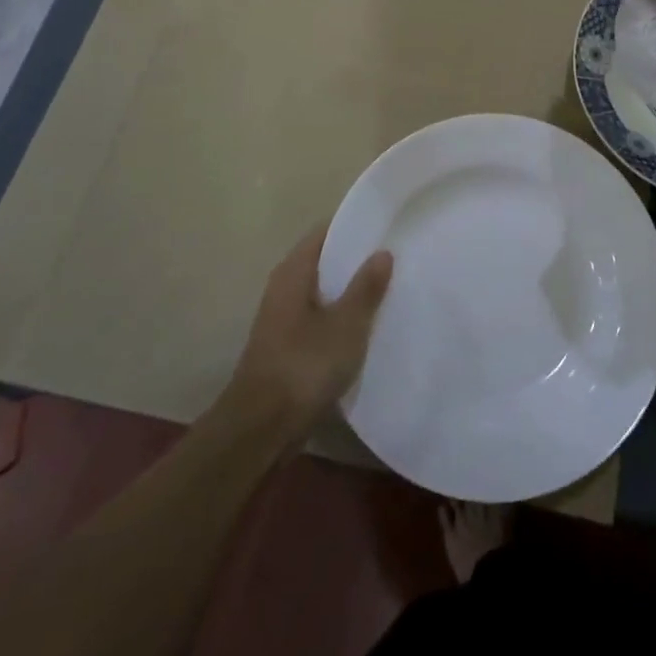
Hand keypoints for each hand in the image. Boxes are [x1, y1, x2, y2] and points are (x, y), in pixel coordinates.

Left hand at [229, 222, 392, 432]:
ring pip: (323, 292)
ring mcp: (283, 318)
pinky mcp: (287, 346)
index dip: (355, 226)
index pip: (326, 232)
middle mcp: (284, 287)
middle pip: (325, 261)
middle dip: (357, 260)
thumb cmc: (303, 366)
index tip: (386, 226)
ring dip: (350, 291)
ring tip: (389, 288)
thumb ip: (366, 287)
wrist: (260, 430)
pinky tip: (367, 326)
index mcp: (294, 271)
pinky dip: (341, 317)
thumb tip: (382, 252)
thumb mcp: (346, 325)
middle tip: (396, 257)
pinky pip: (320, 318)